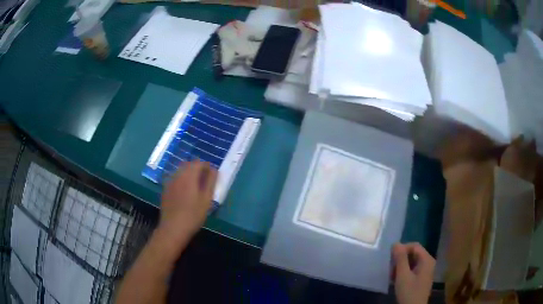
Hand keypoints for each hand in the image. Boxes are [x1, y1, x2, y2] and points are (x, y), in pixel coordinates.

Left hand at [157, 160, 217, 245]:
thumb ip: (211, 182)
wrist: (173, 228)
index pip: (199, 163)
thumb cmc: (193, 215)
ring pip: (180, 171)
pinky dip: (182, 180)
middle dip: (198, 169)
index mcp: (188, 176)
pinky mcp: (165, 190)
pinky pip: (175, 179)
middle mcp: (177, 175)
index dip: (207, 166)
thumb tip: (214, 170)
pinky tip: (185, 193)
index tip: (213, 175)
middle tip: (206, 180)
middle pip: (188, 165)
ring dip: (189, 174)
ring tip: (196, 187)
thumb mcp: (206, 199)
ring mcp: (169, 182)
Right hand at [392, 243, 434, 303]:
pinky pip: (413, 269)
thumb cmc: (409, 292)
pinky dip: (404, 272)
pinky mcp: (422, 278)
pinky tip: (396, 280)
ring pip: (412, 262)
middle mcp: (428, 262)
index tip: (391, 258)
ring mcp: (426, 270)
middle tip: (390, 268)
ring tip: (392, 275)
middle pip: (413, 253)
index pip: (414, 246)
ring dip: (401, 266)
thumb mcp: (403, 275)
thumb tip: (396, 243)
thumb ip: (400, 259)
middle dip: (401, 259)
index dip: (402, 249)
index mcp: (427, 259)